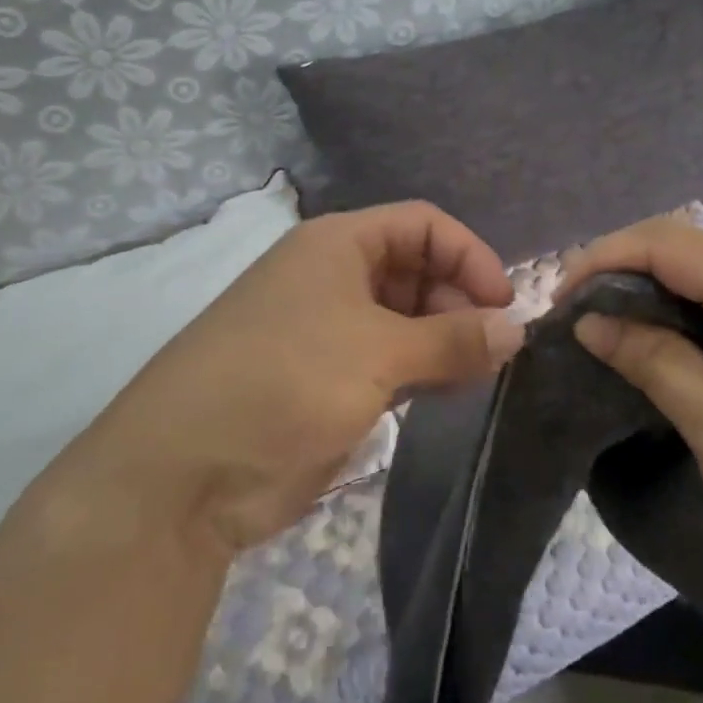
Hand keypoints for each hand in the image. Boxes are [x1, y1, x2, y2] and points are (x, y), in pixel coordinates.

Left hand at [90, 202, 524, 554]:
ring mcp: (329, 331)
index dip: (469, 255)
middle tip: (495, 347)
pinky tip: (448, 392)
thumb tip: (517, 330)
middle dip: (460, 300)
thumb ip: (454, 339)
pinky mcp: (328, 380)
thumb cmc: (286, 382)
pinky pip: (390, 361)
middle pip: (417, 269)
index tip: (504, 303)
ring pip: (406, 318)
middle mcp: (334, 277)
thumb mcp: (379, 352)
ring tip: (479, 373)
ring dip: (445, 339)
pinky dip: (423, 370)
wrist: (184, 477)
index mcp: (338, 245)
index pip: (423, 225)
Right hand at [559, 217, 702, 613]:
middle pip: (684, 246)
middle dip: (621, 271)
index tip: (558, 302)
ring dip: (652, 290)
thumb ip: (649, 358)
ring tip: (607, 328)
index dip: (601, 260)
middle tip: (577, 317)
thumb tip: (590, 320)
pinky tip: (663, 341)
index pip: (663, 241)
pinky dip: (685, 309)